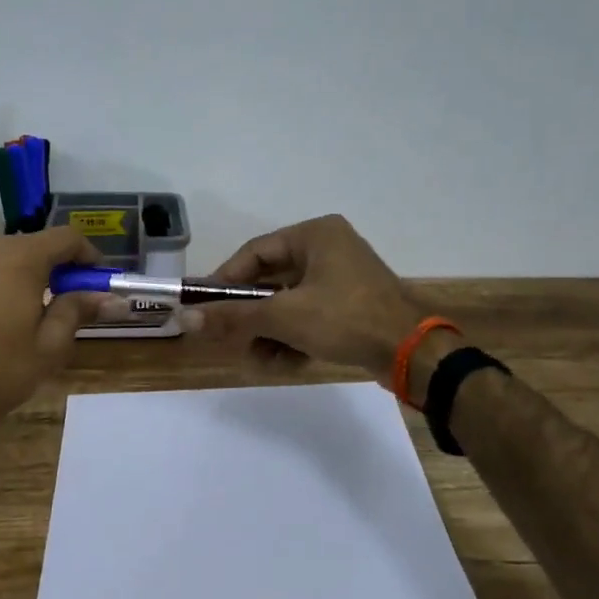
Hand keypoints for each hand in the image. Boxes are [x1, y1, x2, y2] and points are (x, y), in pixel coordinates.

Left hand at [0, 228, 106, 433]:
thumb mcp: (49, 347)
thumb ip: (78, 311)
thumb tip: (111, 298)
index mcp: (19, 257)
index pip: (66, 238)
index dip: (87, 256)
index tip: (94, 281)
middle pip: (31, 246)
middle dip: (51, 269)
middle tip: (60, 304)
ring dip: (17, 276)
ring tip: (19, 316)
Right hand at [192, 214, 432, 390]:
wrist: (412, 353)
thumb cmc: (345, 319)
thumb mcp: (284, 316)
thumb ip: (233, 316)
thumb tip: (186, 318)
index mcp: (315, 235)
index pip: (255, 252)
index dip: (225, 280)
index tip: (204, 307)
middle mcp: (328, 249)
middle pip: (270, 282)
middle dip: (251, 317)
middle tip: (230, 339)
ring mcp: (341, 278)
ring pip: (288, 304)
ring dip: (270, 333)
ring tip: (260, 360)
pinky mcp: (350, 305)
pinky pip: (309, 316)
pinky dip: (293, 338)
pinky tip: (284, 364)